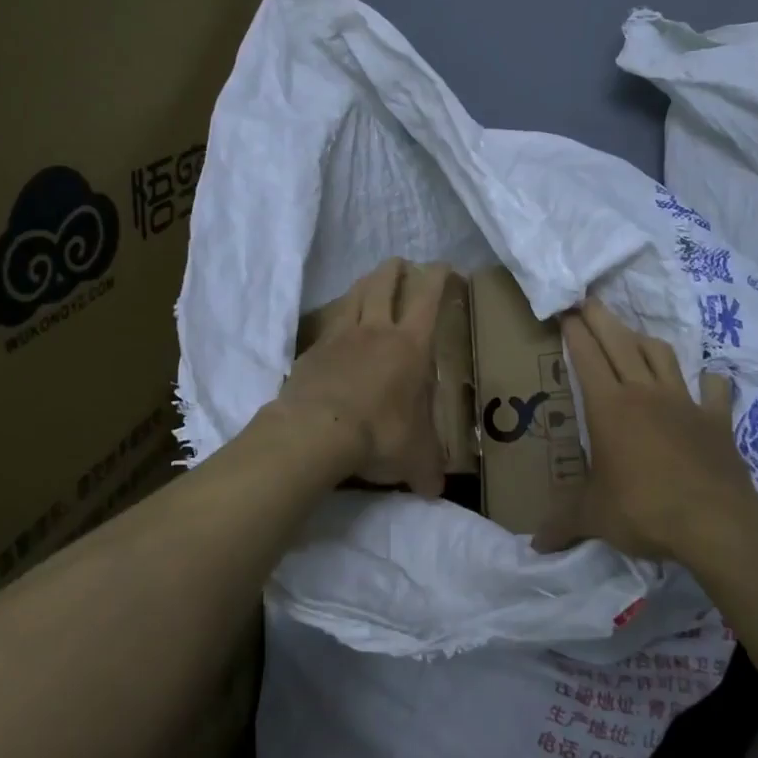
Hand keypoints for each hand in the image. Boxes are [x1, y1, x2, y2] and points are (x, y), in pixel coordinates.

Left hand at [275, 258, 453, 496]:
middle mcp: (376, 330)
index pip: (428, 298)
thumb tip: (435, 492)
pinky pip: (327, 324)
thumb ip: (427, 471)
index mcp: (410, 345)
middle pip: (384, 282)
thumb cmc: (379, 435)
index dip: (438, 277)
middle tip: (402, 265)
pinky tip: (336, 329)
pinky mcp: (312, 350)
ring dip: (365, 284)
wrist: (317, 432)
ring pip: (353, 295)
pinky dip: (337, 319)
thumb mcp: (414, 458)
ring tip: (370, 284)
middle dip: (396, 269)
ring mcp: (340, 336)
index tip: (445, 267)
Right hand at [533, 298, 757, 563]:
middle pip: (620, 341)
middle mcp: (644, 393)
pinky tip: (708, 378)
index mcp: (609, 407)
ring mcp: (684, 402)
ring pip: (661, 355)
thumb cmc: (643, 509)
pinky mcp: (716, 419)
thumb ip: (563, 524)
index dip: (574, 331)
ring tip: (633, 335)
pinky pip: (713, 389)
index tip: (565, 310)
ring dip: (644, 340)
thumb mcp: (594, 517)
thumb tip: (535, 545)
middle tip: (588, 300)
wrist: (714, 521)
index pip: (587, 356)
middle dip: (601, 317)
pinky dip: (709, 380)